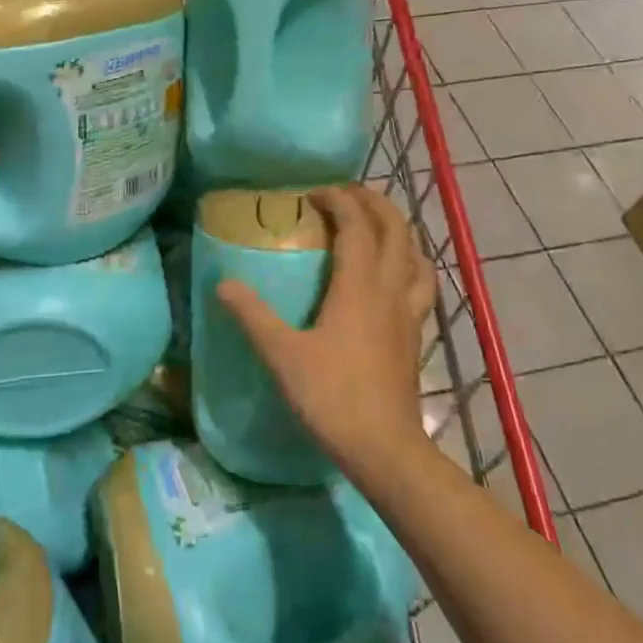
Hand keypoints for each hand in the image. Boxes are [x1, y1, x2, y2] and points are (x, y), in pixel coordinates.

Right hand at [217, 186, 435, 471]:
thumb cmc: (331, 395)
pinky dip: (410, 264)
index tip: (313, 194)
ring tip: (376, 227)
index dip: (338, 200)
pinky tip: (395, 277)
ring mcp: (409, 313)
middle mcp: (390, 289)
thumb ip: (252, 315)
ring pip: (416, 255)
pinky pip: (420, 284)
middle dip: (374, 203)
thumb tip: (223, 283)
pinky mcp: (416, 335)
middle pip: (396, 230)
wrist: (384, 448)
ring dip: (398, 231)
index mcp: (359, 285)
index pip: (356, 225)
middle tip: (346, 195)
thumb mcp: (281, 353)